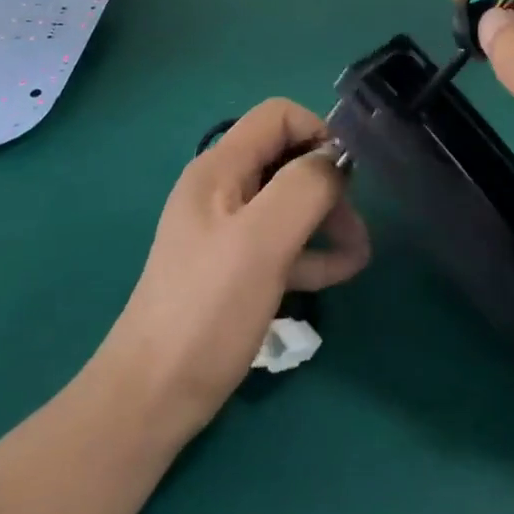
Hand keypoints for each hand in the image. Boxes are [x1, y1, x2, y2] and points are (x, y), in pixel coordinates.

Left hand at [100, 99, 370, 439]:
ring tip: (360, 253)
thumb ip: (304, 187)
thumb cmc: (208, 310)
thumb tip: (337, 159)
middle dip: (327, 184)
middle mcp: (222, 189)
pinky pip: (281, 242)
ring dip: (327, 219)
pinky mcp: (234, 267)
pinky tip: (341, 272)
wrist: (153, 398)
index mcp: (219, 169)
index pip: (278, 116)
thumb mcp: (262, 241)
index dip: (317, 133)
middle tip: (356, 223)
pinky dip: (312, 250)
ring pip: (289, 203)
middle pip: (287, 159)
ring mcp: (226, 230)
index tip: (345, 175)